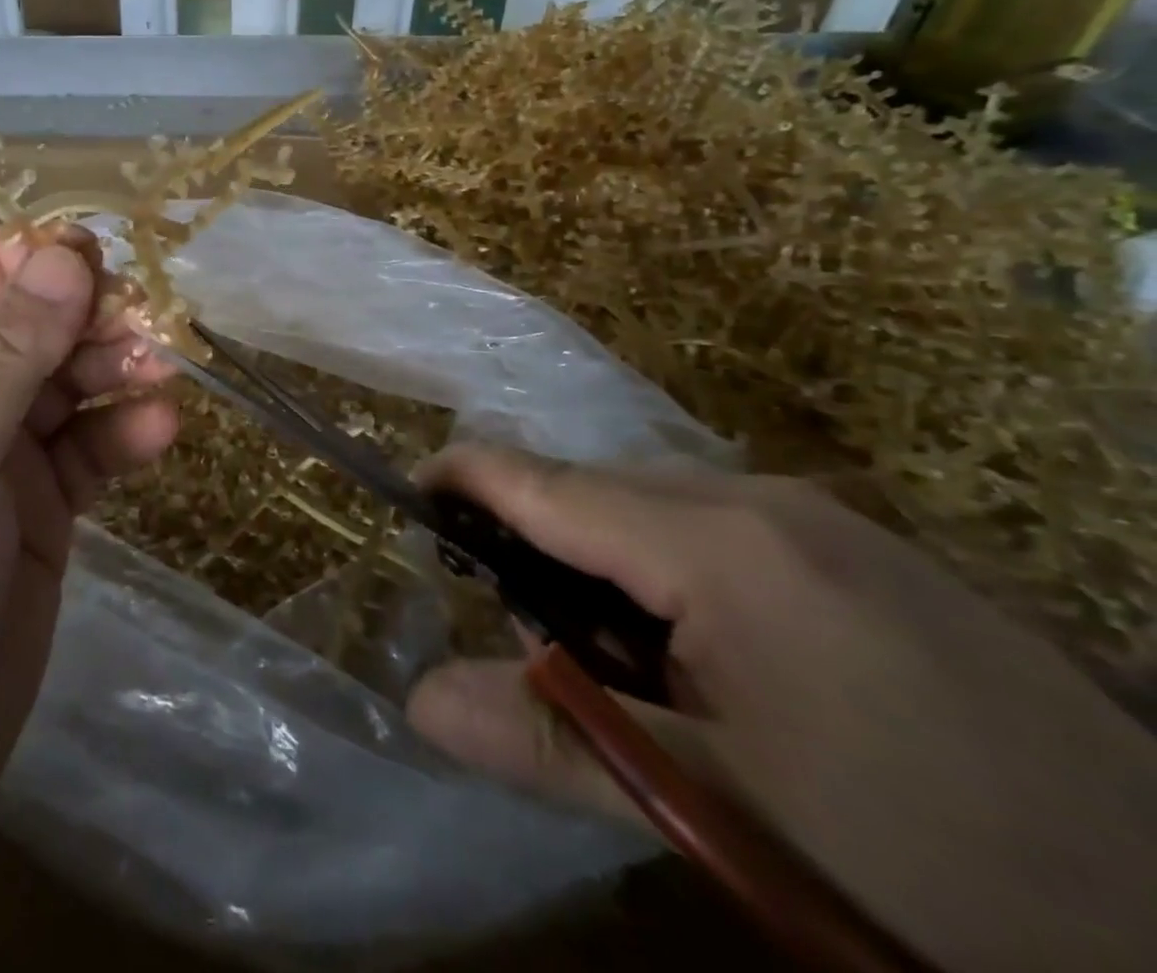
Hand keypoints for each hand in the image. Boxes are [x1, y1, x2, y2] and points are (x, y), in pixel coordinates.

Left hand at [0, 231, 178, 865]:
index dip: (13, 261)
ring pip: (62, 387)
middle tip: (143, 321)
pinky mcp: (35, 513)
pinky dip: (123, 436)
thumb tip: (66, 256)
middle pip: (19, 328)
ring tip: (162, 369)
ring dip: (113, 370)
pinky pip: (86, 452)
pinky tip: (162, 430)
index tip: (85, 262)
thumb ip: (1, 352)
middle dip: (80, 317)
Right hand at [409, 446, 1156, 972]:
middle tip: (526, 636)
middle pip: (593, 488)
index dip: (462, 477)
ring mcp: (818, 514)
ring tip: (616, 660)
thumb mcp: (723, 809)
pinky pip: (713, 524)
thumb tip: (418, 700)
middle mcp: (757, 496)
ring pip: (652, 505)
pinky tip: (702, 655)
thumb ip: (556, 741)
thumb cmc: (932, 862)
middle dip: (535, 542)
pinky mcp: (858, 546)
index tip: (406, 497)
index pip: (542, 480)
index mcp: (714, 540)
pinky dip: (664, 568)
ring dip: (602, 562)